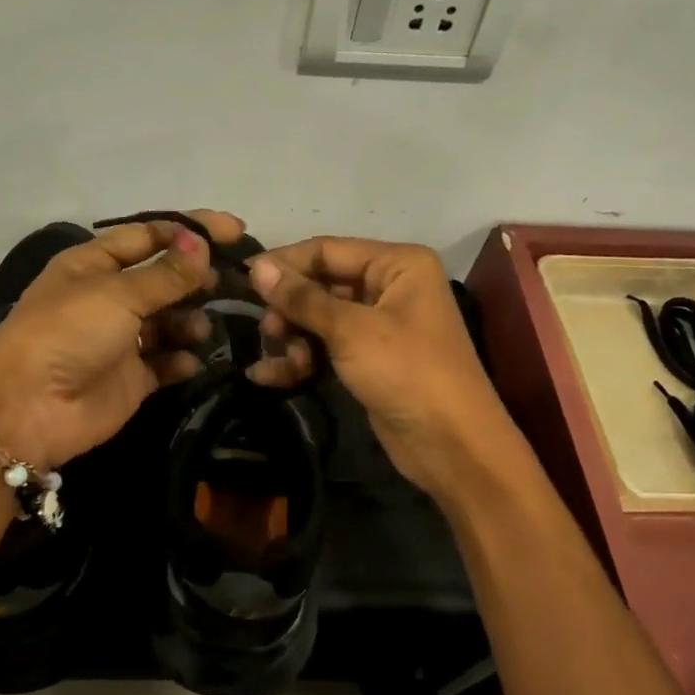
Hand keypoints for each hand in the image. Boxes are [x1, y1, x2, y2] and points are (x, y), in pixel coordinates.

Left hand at [0, 211, 246, 471]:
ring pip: (170, 320)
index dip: (190, 230)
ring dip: (190, 320)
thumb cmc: (68, 334)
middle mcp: (108, 297)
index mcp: (94, 264)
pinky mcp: (132, 377)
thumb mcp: (117, 294)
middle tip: (237, 279)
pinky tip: (191, 360)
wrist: (30, 409)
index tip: (236, 229)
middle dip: (197, 277)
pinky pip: (167, 362)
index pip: (149, 235)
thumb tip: (202, 244)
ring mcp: (121, 339)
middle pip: (164, 278)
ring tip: (201, 328)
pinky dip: (182, 359)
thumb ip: (166, 273)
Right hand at [246, 237, 513, 495]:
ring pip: (320, 318)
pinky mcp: (369, 359)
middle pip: (322, 284)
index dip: (285, 264)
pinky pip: (327, 347)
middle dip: (290, 308)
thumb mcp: (351, 330)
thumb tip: (257, 267)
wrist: (451, 445)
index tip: (244, 280)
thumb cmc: (407, 372)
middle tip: (268, 333)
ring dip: (294, 338)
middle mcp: (390, 286)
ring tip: (282, 361)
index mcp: (397, 264)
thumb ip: (302, 297)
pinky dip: (302, 359)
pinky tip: (270, 377)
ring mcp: (380, 325)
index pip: (327, 250)